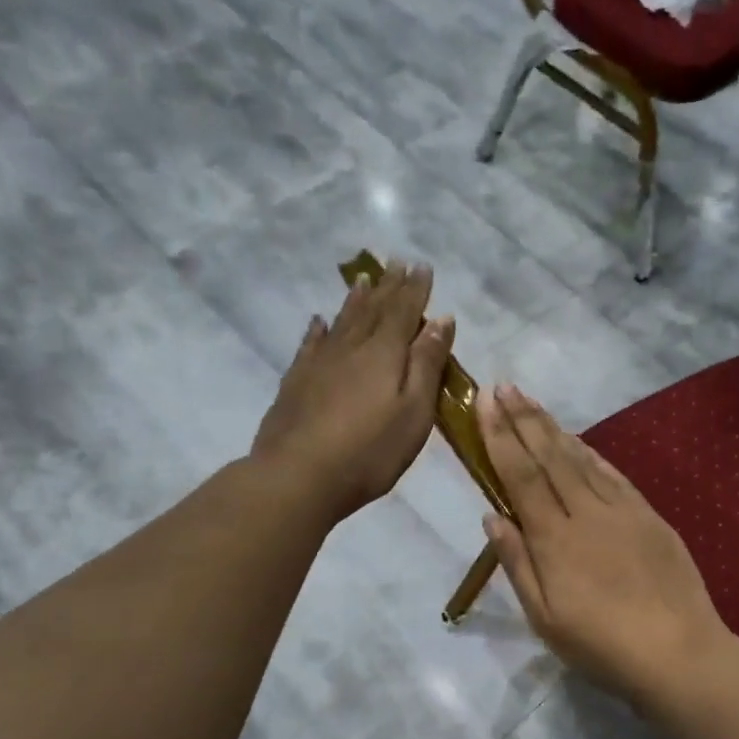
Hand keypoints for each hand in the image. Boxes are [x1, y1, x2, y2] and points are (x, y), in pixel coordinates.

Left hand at [250, 260, 454, 523]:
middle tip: (396, 263)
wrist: (298, 475)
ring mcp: (319, 363)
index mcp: (384, 354)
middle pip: (374, 310)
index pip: (405, 312)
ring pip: (342, 321)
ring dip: (356, 299)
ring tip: (364, 279)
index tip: (422, 266)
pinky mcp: (296, 382)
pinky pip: (311, 344)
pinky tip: (319, 321)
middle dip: (389, 287)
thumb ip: (427, 364)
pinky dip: (319, 329)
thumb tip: (441, 319)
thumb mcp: (413, 412)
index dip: (415, 289)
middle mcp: (351, 348)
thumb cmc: (370, 451)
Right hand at [478, 384, 728, 702]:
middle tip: (504, 386)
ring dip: (553, 427)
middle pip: (549, 457)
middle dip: (523, 419)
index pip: (520, 476)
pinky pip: (613, 474)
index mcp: (554, 539)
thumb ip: (518, 564)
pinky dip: (591, 453)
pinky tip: (579, 441)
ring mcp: (622, 510)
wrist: (678, 651)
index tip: (484, 403)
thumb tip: (492, 517)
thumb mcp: (545, 618)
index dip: (500, 437)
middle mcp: (586, 513)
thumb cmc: (602, 645)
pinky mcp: (649, 516)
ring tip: (532, 402)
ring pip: (581, 459)